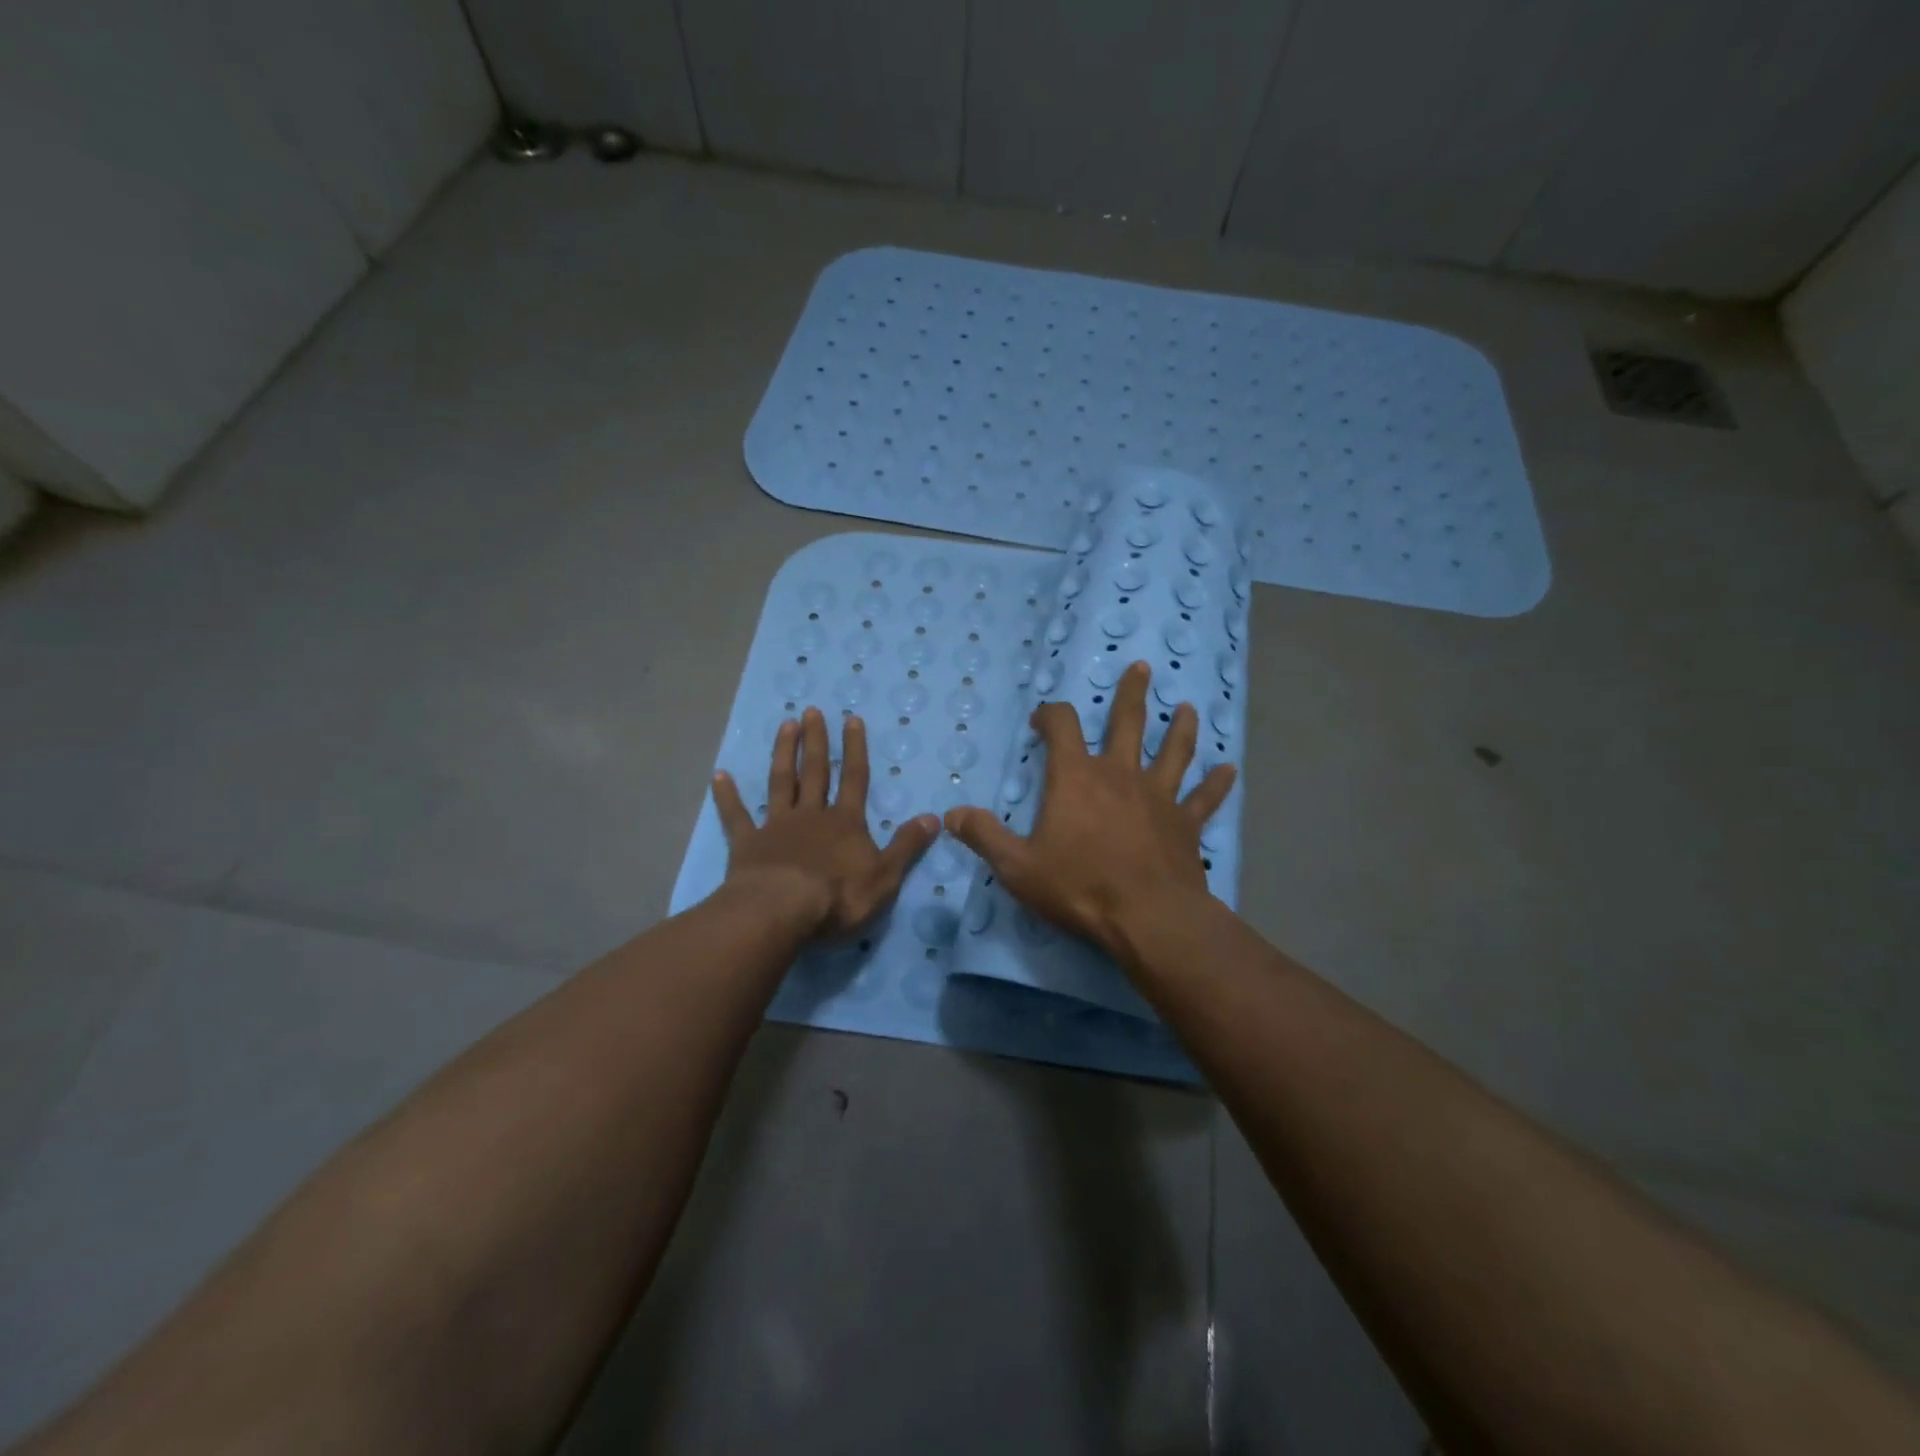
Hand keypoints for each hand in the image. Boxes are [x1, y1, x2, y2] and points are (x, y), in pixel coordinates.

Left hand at [712, 707, 938, 938]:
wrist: (782, 911)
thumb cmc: (838, 897)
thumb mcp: (885, 876)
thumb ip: (907, 845)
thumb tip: (935, 818)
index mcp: (845, 823)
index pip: (854, 779)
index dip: (855, 749)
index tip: (851, 719)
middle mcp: (811, 815)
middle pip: (816, 771)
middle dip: (816, 741)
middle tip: (811, 711)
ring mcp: (777, 826)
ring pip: (781, 782)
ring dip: (783, 754)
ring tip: (785, 725)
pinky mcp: (747, 843)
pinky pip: (736, 815)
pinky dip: (727, 796)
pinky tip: (719, 775)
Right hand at [944, 662, 1235, 969]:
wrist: (1146, 917)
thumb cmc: (1078, 887)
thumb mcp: (1017, 866)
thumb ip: (984, 836)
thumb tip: (952, 814)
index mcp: (1076, 778)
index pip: (1062, 727)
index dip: (1050, 715)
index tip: (1041, 719)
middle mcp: (1119, 775)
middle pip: (1128, 723)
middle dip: (1132, 694)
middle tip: (1142, 667)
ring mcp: (1158, 797)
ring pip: (1173, 752)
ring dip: (1181, 728)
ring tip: (1189, 708)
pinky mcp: (1185, 824)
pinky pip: (1203, 799)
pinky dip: (1217, 784)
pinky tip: (1230, 769)